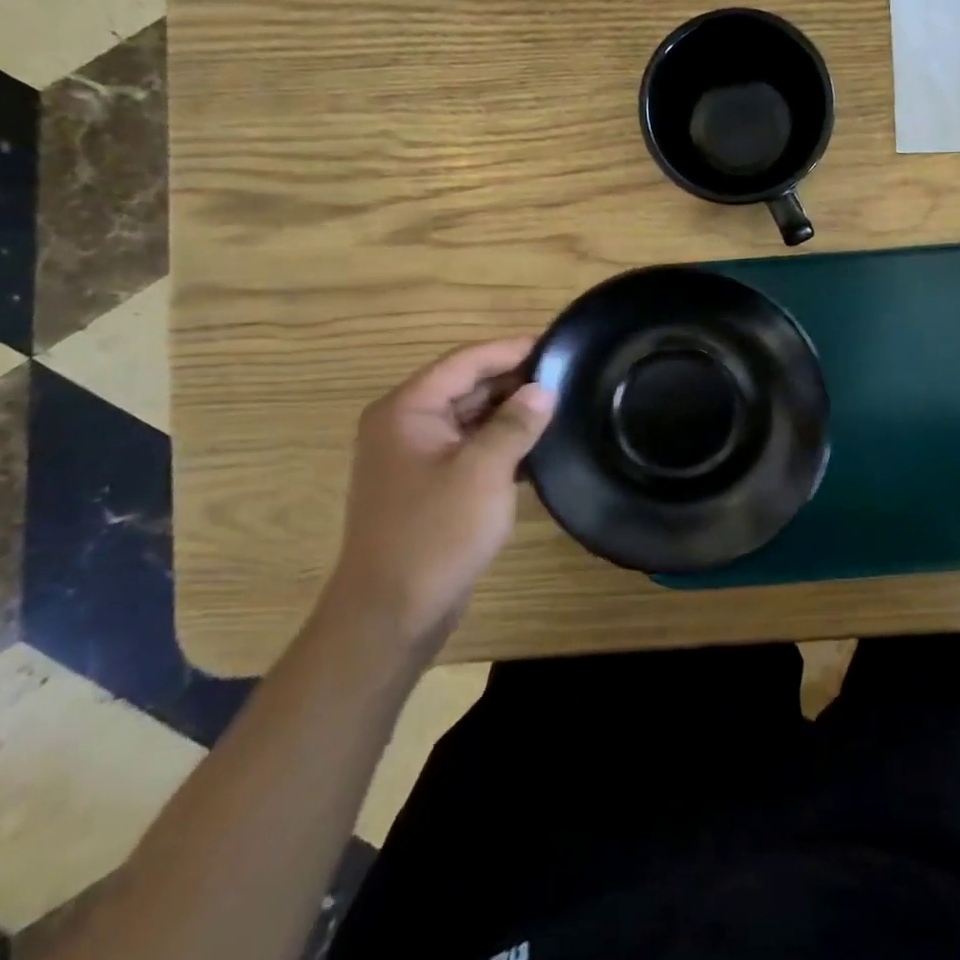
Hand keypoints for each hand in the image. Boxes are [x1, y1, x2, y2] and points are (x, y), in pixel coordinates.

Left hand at [324, 338, 552, 652]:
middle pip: (467, 385)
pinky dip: (501, 442)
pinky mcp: (429, 485)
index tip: (557, 345)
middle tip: (568, 377)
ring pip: (471, 417)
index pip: (466, 361)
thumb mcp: (483, 471)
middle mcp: (406, 424)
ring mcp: (416, 456)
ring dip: (511, 413)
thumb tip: (544, 389)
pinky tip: (539, 448)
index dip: (512, 350)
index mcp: (407, 409)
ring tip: (561, 407)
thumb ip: (516, 423)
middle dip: (515, 381)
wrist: (391, 615)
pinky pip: (470, 447)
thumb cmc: (435, 533)